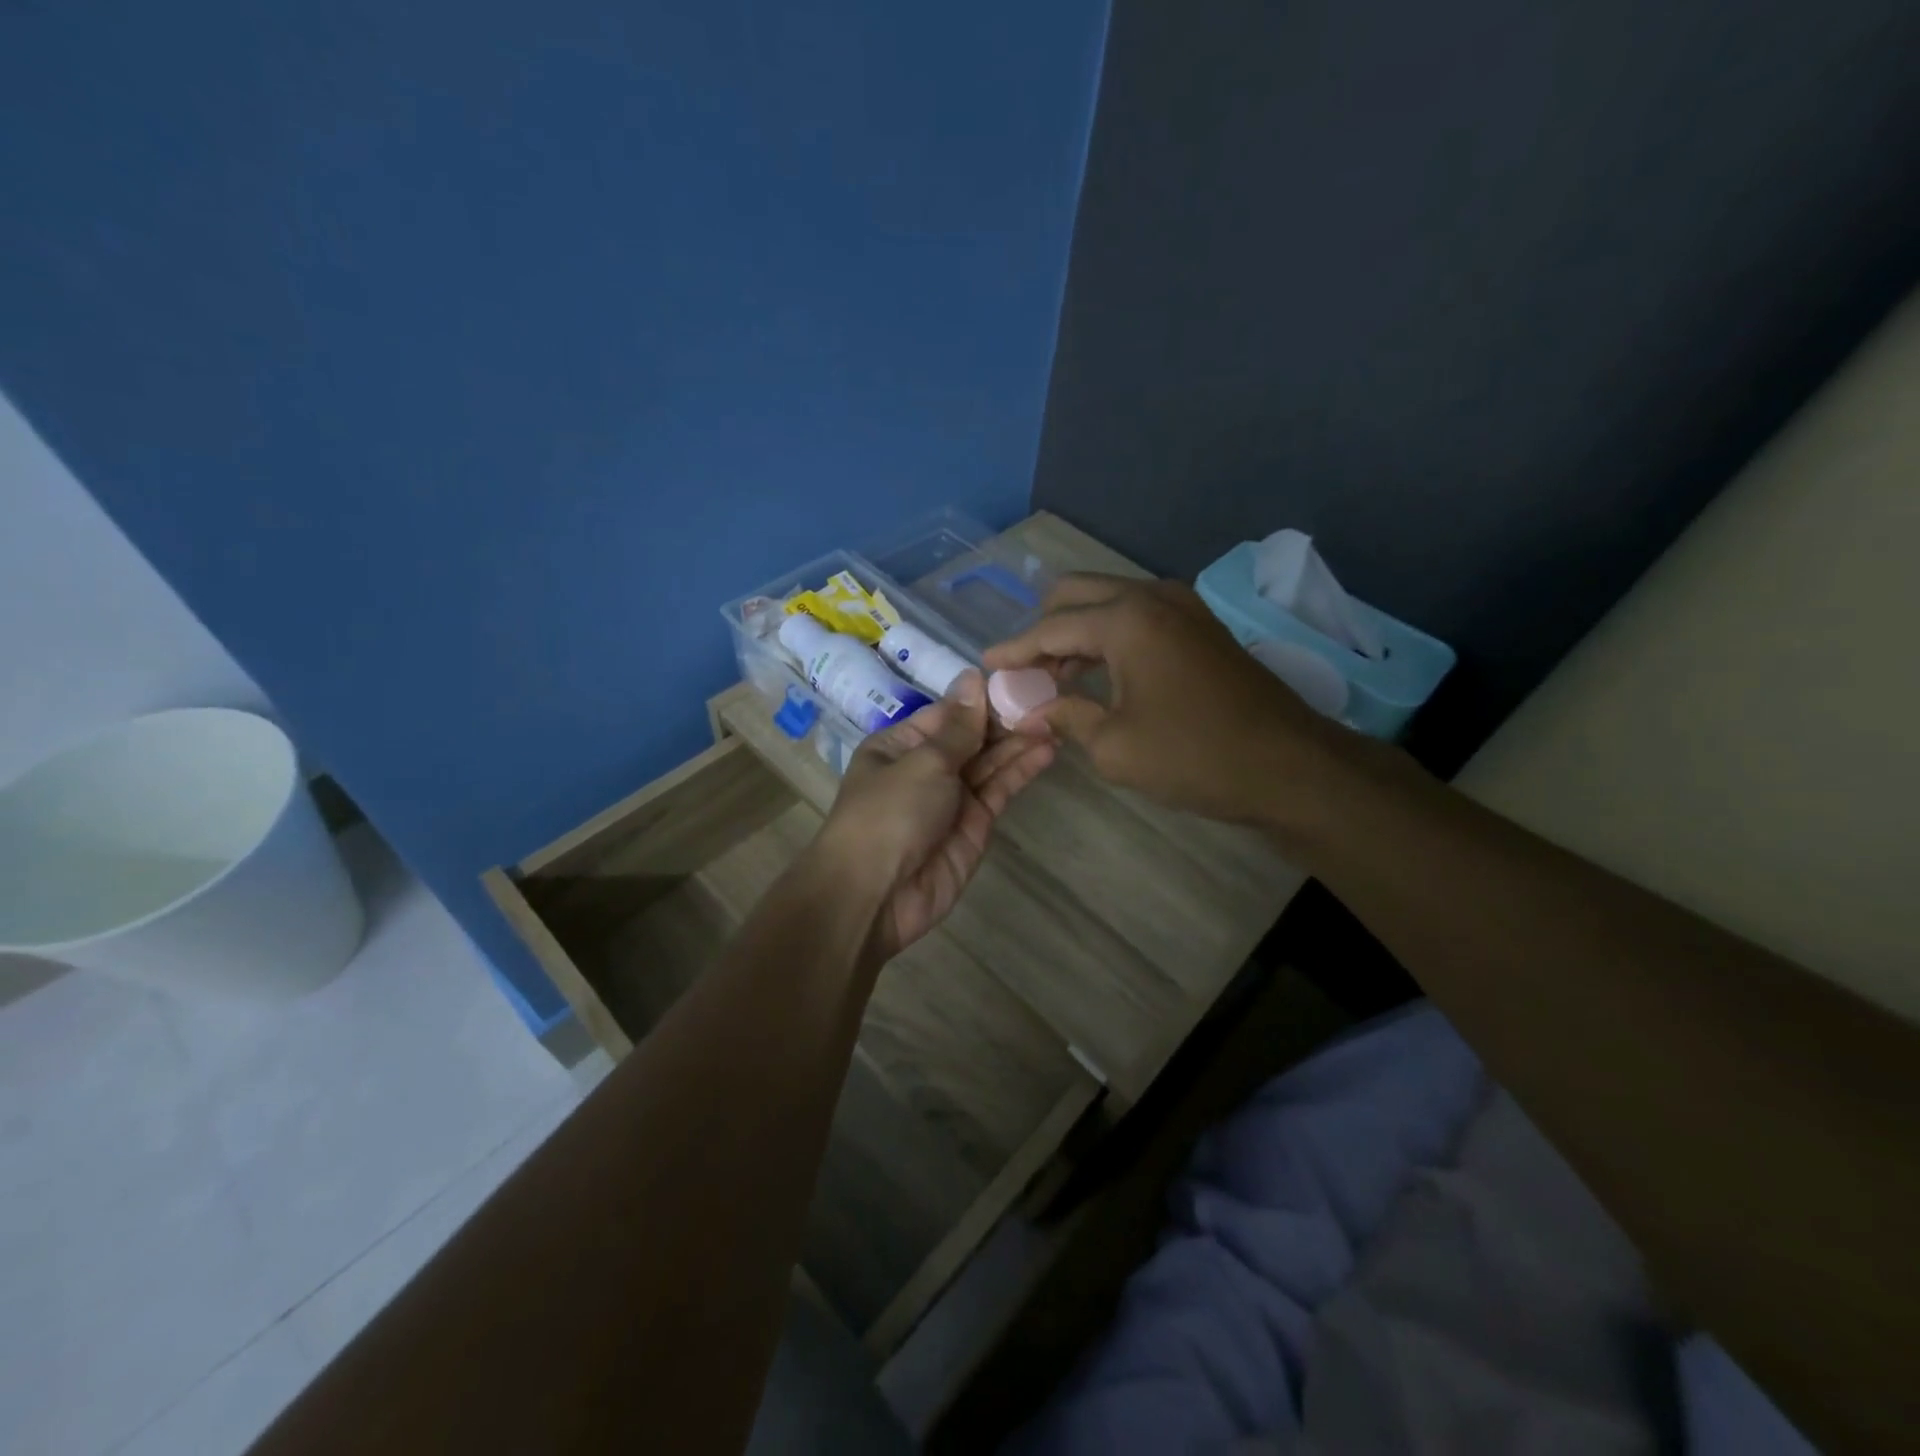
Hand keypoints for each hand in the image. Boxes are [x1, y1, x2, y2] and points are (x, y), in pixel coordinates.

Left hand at [816, 672, 1053, 959]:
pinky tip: (1048, 749)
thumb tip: (973, 677)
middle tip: (1050, 698)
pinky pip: (1000, 790)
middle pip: (972, 736)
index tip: (1021, 679)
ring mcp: (953, 797)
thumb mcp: (923, 762)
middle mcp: (926, 767)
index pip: (948, 713)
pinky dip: (1022, 770)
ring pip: (991, 762)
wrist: (876, 895)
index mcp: (900, 745)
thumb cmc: (889, 814)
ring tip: (1057, 719)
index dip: (982, 698)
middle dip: (1007, 719)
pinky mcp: (975, 825)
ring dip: (1020, 742)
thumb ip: (959, 726)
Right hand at [983, 574, 1345, 824]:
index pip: (1050, 628)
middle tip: (1024, 671)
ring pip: (1108, 602)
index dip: (1014, 650)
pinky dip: (1108, 637)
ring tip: (1054, 678)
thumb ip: (1066, 717)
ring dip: (1076, 632)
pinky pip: (1137, 616)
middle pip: (1076, 595)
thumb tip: (1033, 710)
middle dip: (1042, 629)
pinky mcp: (1200, 625)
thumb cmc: (1195, 757)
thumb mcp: (1115, 747)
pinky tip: (1097, 674)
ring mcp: (1182, 606)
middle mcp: (1151, 597)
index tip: (985, 665)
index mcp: (1126, 620)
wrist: (1289, 766)